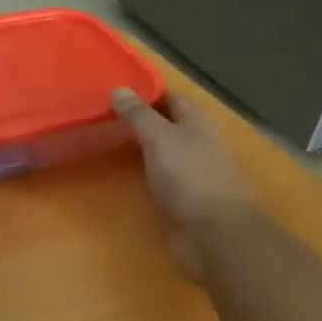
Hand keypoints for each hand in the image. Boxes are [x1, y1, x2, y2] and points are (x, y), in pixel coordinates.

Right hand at [112, 88, 258, 279]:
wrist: (214, 233)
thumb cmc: (189, 176)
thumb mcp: (159, 137)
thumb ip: (139, 115)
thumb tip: (119, 88)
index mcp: (197, 124)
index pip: (173, 98)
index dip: (150, 91)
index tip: (119, 87)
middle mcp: (198, 144)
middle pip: (170, 124)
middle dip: (144, 117)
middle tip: (107, 112)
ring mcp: (193, 173)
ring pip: (165, 150)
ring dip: (143, 145)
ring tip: (110, 138)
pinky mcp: (185, 198)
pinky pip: (162, 176)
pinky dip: (145, 170)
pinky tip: (126, 172)